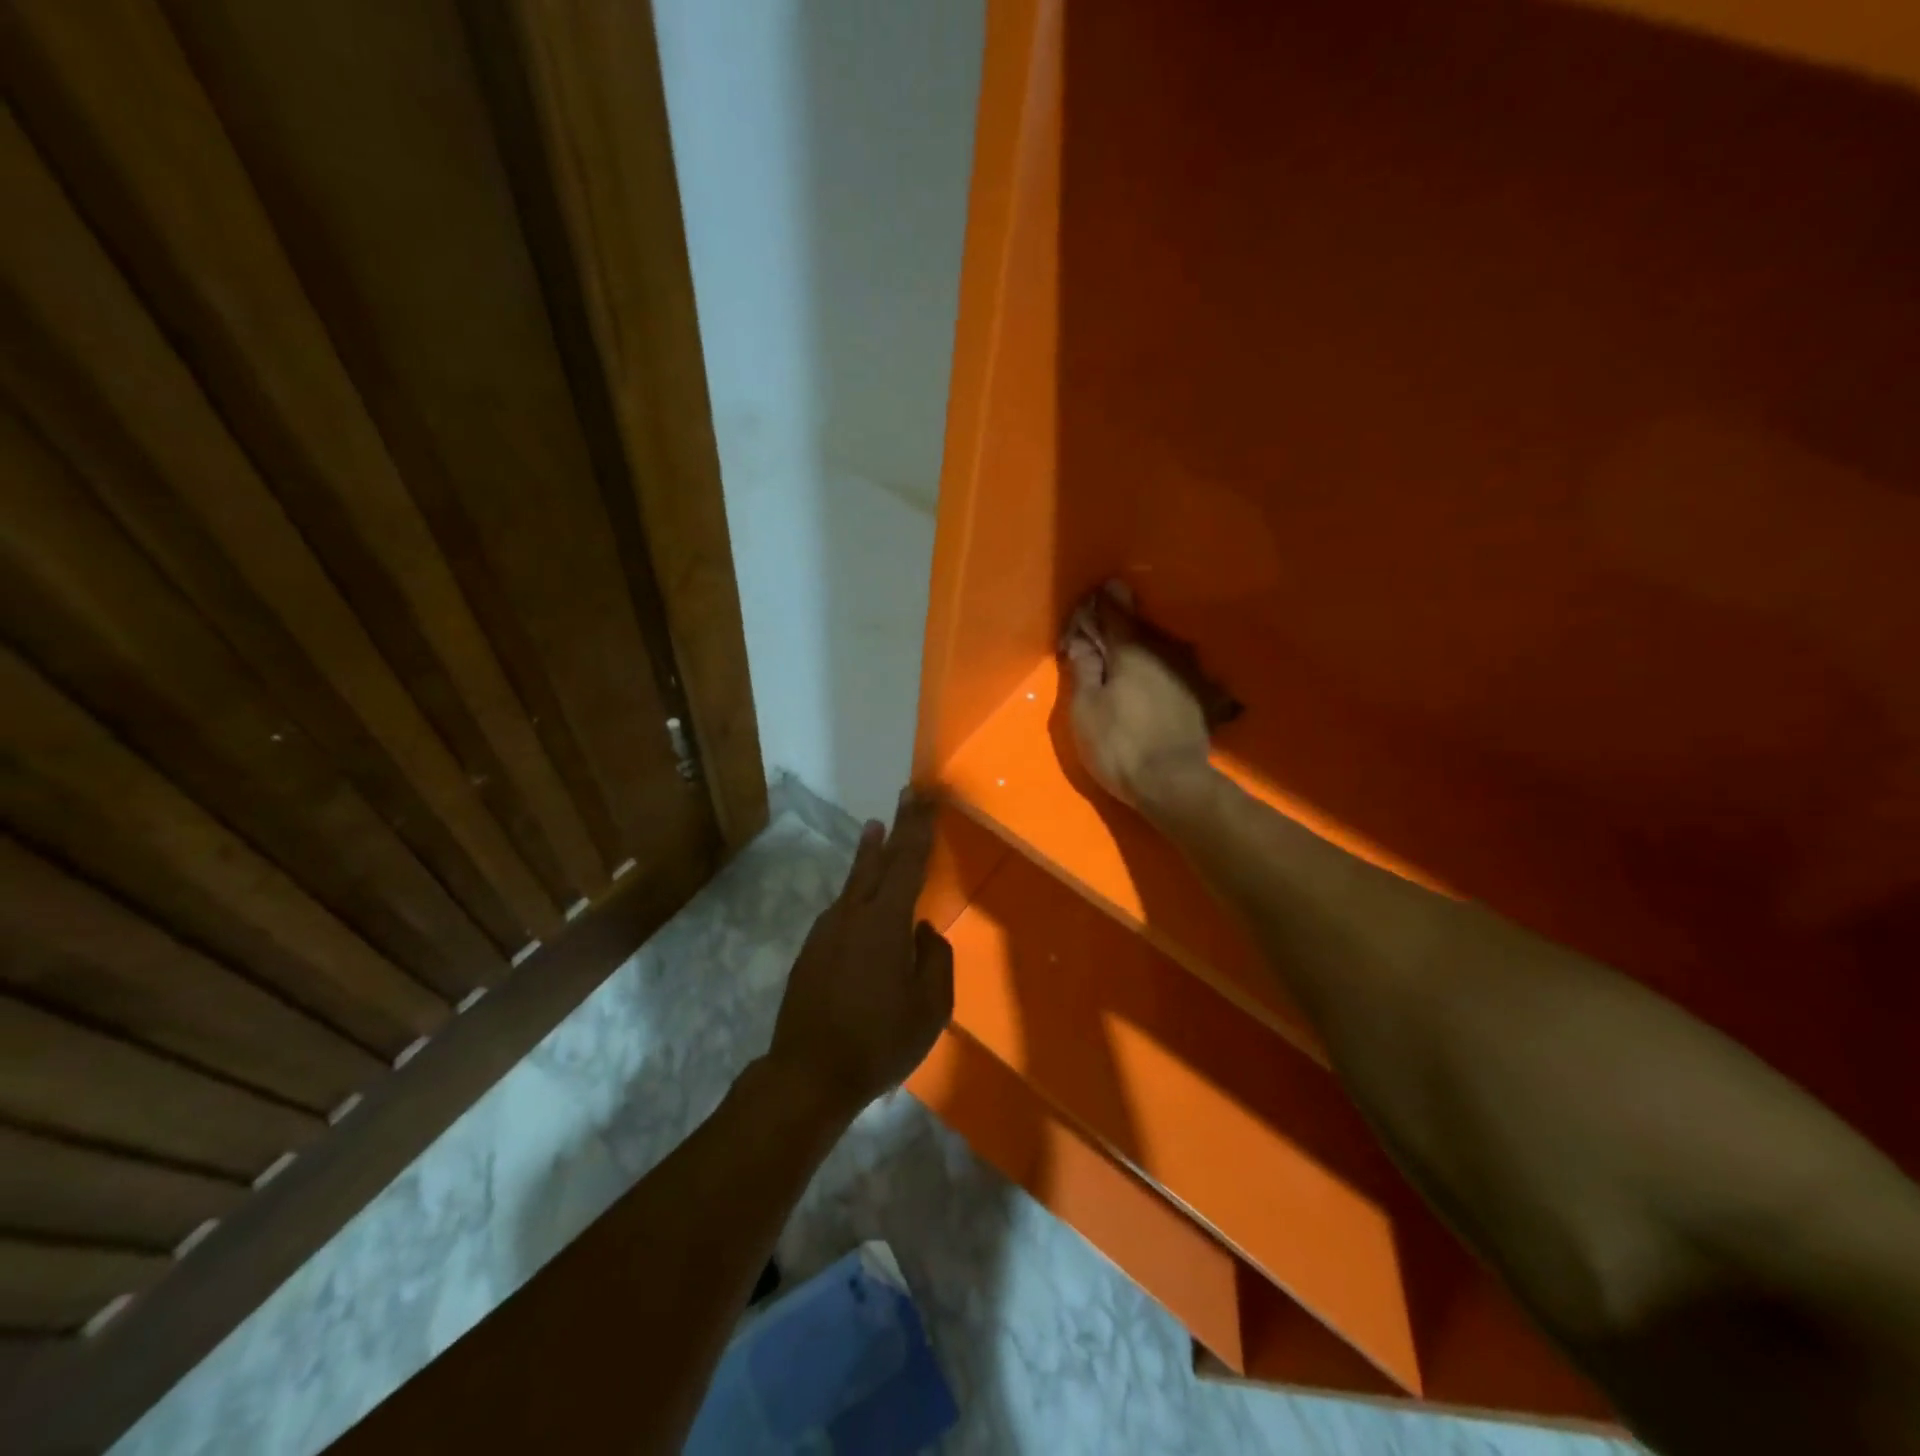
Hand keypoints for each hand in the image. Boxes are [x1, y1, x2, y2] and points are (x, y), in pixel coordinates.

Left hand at [767, 792, 953, 1120]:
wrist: (807, 1075)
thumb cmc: (878, 1042)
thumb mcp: (929, 1008)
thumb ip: (935, 960)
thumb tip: (923, 931)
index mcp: (884, 922)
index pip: (907, 862)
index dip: (917, 827)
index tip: (923, 796)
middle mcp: (852, 915)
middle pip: (878, 861)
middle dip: (895, 828)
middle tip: (905, 798)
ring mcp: (826, 932)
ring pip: (854, 884)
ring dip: (869, 856)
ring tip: (875, 832)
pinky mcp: (811, 952)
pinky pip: (841, 910)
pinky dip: (856, 893)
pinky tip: (861, 903)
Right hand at [1061, 582, 1216, 813]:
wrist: (1172, 784)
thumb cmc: (1118, 745)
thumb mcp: (1085, 709)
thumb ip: (1084, 669)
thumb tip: (1083, 640)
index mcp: (1132, 650)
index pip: (1114, 612)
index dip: (1099, 604)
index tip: (1093, 596)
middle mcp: (1164, 652)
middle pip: (1138, 629)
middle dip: (1119, 626)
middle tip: (1101, 631)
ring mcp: (1187, 674)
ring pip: (1159, 649)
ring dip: (1141, 648)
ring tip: (1124, 657)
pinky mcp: (1199, 698)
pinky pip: (1172, 671)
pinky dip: (1159, 670)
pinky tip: (1151, 682)